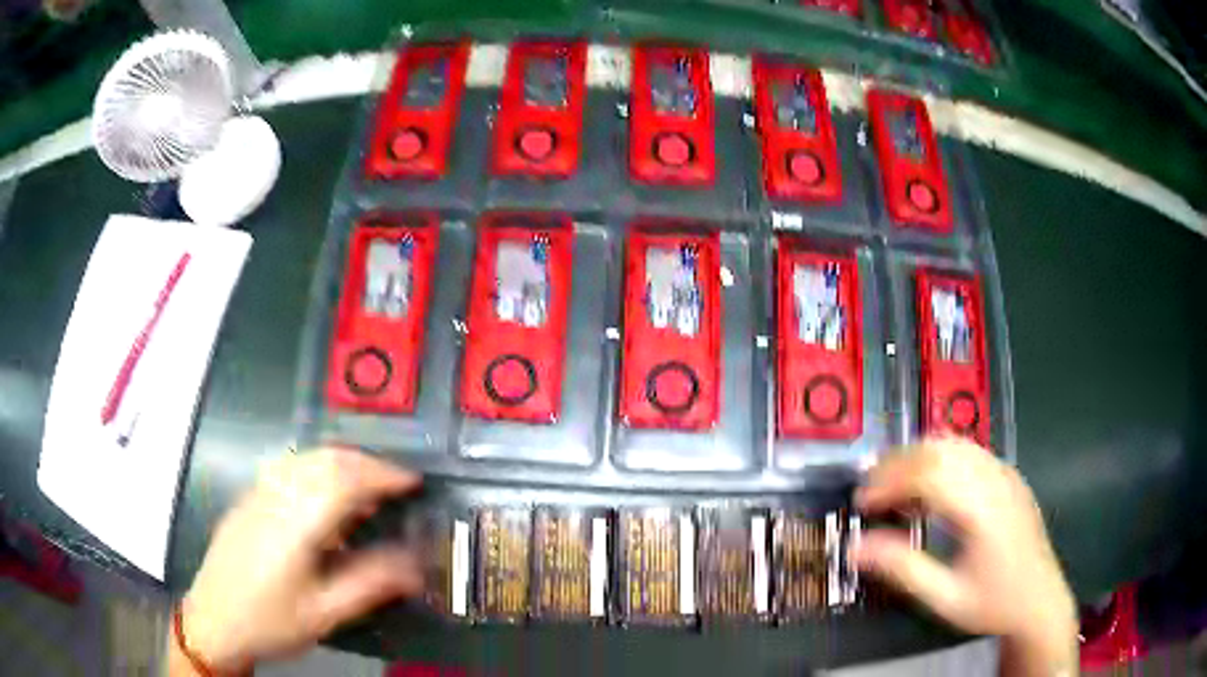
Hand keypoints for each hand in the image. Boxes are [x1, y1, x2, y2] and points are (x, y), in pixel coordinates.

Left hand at [180, 448, 422, 672]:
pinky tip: (324, 491)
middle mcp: (275, 497)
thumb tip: (415, 566)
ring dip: (341, 461)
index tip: (412, 481)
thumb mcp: (323, 614)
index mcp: (295, 525)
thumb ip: (368, 585)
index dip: (382, 474)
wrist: (214, 621)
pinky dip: (317, 466)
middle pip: (324, 460)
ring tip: (366, 484)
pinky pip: (287, 467)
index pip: (343, 481)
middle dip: (365, 462)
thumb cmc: (270, 622)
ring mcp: (257, 494)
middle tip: (396, 481)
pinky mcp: (247, 500)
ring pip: (304, 458)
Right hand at [852, 438, 1077, 674]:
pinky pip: (969, 452)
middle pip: (940, 449)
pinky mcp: (1008, 476)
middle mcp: (995, 480)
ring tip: (893, 485)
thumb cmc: (993, 604)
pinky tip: (928, 486)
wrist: (1039, 601)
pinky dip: (939, 459)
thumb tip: (856, 548)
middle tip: (871, 491)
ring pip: (955, 443)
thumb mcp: (945, 598)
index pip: (929, 473)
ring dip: (918, 457)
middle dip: (898, 464)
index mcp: (982, 509)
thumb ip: (903, 569)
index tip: (862, 503)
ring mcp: (1005, 474)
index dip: (890, 481)